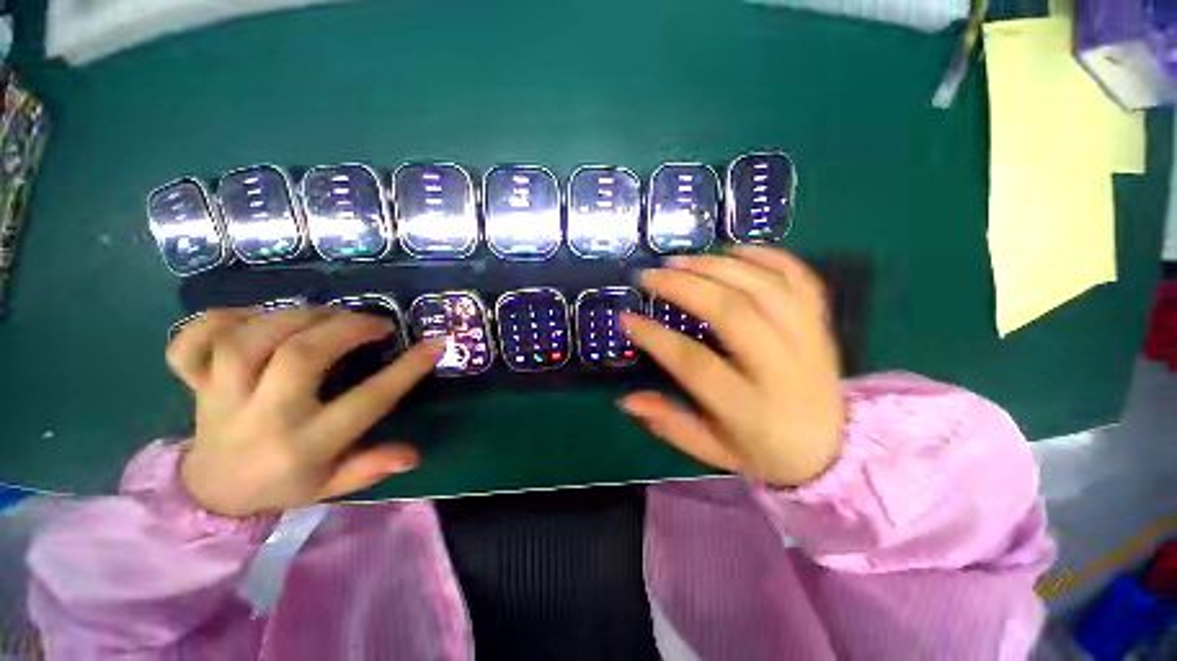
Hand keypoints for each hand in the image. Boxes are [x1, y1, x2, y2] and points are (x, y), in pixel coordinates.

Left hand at [166, 306, 443, 516]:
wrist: (210, 491)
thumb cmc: (283, 484)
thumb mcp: (332, 485)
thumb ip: (370, 468)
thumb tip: (413, 455)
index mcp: (304, 446)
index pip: (365, 402)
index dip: (406, 370)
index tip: (434, 345)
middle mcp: (262, 417)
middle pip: (300, 355)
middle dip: (347, 328)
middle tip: (376, 323)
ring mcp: (220, 397)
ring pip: (249, 339)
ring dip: (296, 316)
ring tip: (327, 314)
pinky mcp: (193, 382)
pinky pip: (192, 341)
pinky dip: (221, 319)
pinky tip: (255, 317)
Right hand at [620, 246, 844, 487]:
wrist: (835, 452)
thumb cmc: (765, 453)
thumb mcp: (713, 451)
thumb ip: (670, 424)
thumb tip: (627, 400)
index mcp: (751, 409)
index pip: (695, 364)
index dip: (656, 338)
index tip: (627, 318)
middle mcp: (783, 370)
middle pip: (734, 314)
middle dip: (685, 287)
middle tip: (650, 275)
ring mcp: (810, 343)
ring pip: (766, 289)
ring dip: (718, 267)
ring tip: (681, 260)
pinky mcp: (822, 326)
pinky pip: (802, 280)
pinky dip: (768, 257)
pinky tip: (734, 251)